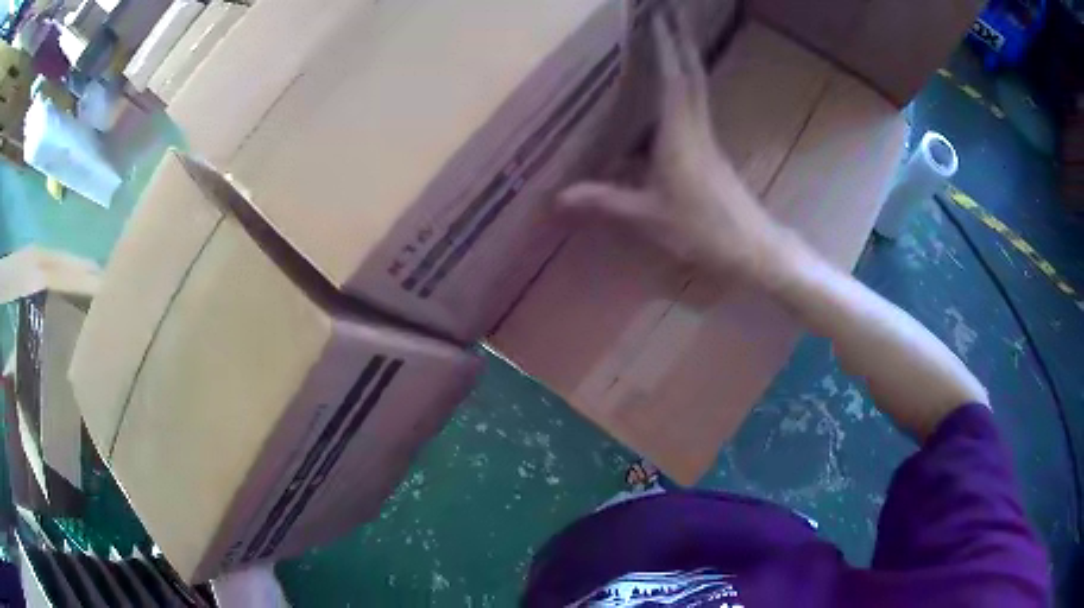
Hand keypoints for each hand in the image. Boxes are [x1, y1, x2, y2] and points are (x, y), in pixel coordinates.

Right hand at [557, 14, 791, 281]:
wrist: (751, 249)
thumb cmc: (701, 229)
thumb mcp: (647, 217)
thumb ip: (603, 202)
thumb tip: (557, 198)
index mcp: (680, 133)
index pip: (672, 77)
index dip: (664, 44)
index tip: (656, 14)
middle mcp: (696, 126)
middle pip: (690, 72)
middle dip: (679, 39)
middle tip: (669, 11)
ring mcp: (705, 137)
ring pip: (694, 87)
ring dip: (682, 59)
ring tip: (667, 39)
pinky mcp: (709, 151)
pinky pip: (692, 108)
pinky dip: (681, 88)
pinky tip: (665, 94)